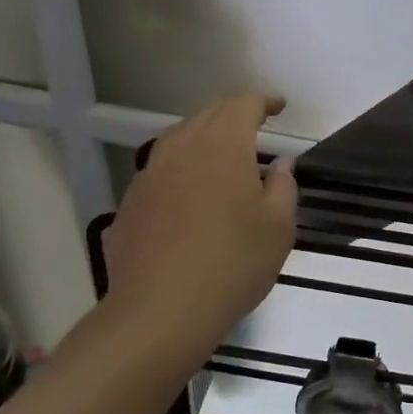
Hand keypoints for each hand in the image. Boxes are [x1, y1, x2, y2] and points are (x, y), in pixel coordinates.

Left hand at [102, 94, 297, 353]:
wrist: (160, 313)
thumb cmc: (233, 264)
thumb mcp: (278, 228)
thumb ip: (283, 187)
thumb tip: (281, 163)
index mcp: (222, 146)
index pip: (242, 104)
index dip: (263, 101)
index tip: (279, 107)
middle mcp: (181, 149)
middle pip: (207, 116)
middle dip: (233, 116)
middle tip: (254, 130)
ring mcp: (148, 176)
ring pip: (178, 142)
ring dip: (203, 142)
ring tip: (221, 161)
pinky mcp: (129, 205)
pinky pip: (160, 176)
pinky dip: (180, 175)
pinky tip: (189, 202)